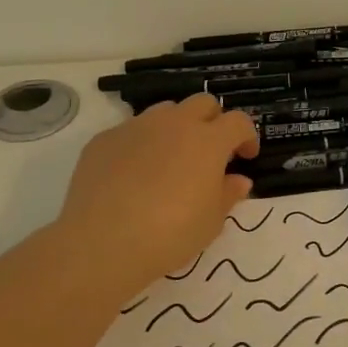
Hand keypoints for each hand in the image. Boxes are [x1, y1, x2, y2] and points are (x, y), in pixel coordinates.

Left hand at [47, 95, 258, 299]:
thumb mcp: (211, 222)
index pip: (238, 122)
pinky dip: (141, 145)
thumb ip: (228, 194)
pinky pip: (130, 132)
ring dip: (176, 128)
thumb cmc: (170, 234)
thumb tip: (238, 180)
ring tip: (170, 160)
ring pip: (165, 112)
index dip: (246, 136)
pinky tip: (132, 176)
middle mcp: (175, 124)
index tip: (245, 158)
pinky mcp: (104, 140)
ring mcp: (136, 127)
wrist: (102, 243)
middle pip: (203, 103)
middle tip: (210, 152)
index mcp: (208, 141)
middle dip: (212, 121)